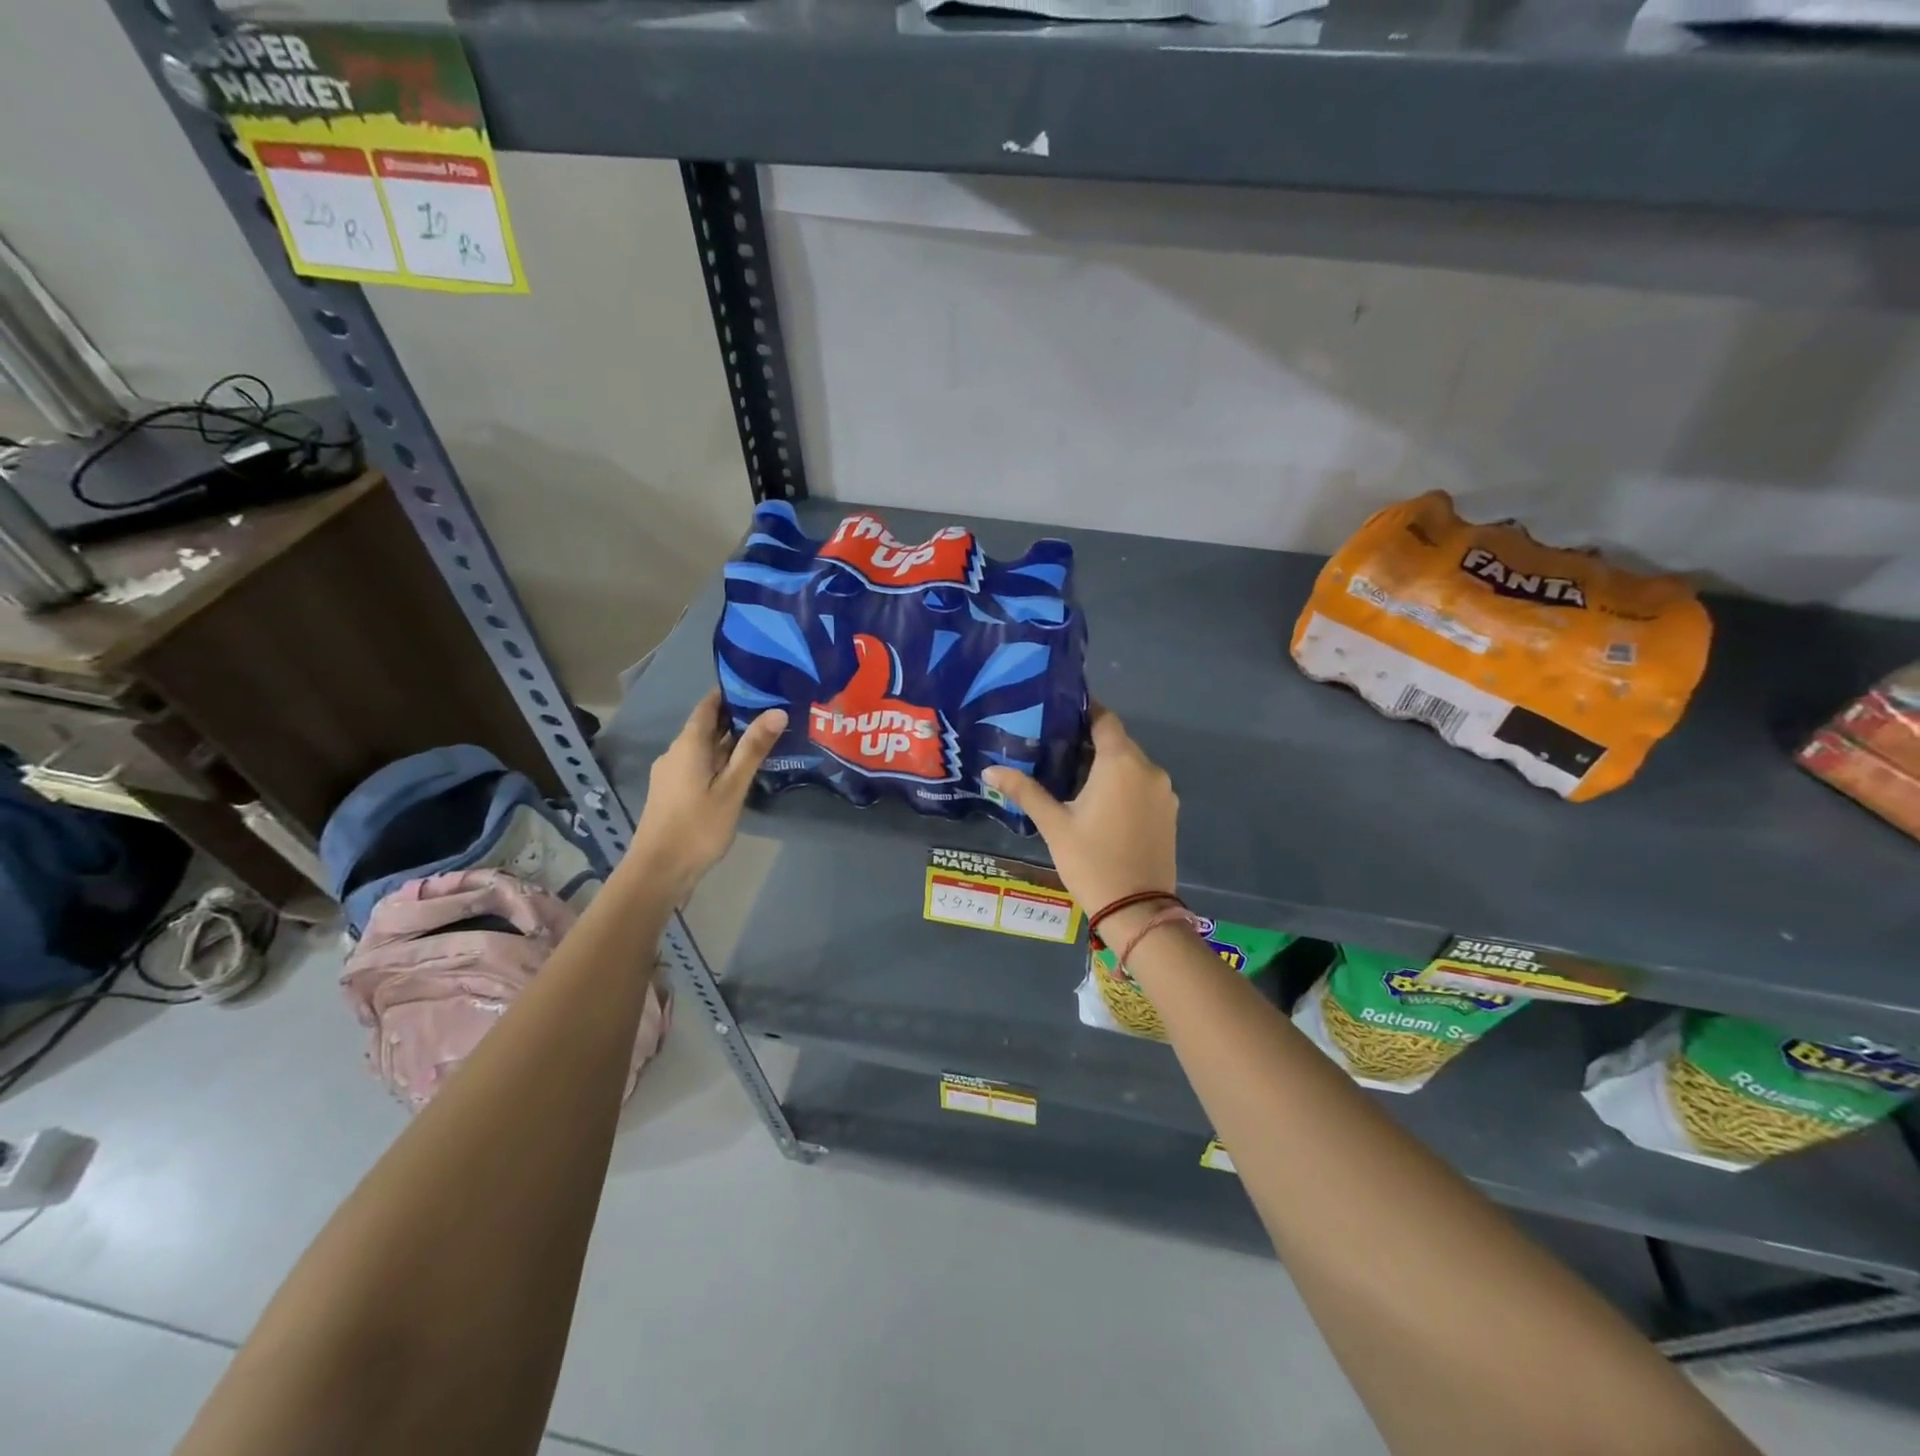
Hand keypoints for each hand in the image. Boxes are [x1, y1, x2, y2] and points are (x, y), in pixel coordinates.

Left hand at [627, 689, 786, 898]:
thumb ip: (753, 750)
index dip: (731, 693)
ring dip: (730, 742)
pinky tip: (741, 771)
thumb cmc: (697, 827)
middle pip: (707, 726)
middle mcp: (676, 752)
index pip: (708, 705)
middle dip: (737, 718)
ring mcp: (671, 774)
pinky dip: (720, 761)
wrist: (658, 872)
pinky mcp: (673, 792)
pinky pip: (699, 766)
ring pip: (704, 748)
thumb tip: (777, 711)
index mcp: (688, 745)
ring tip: (764, 740)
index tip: (760, 685)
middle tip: (773, 712)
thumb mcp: (732, 788)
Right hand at [983, 704, 1177, 915]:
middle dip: (1090, 742)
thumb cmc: (1091, 861)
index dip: (1084, 712)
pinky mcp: (1169, 813)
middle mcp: (1149, 769)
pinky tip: (1099, 803)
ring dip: (1107, 766)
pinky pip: (1143, 786)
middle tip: (1055, 749)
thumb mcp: (1054, 824)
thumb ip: (1025, 791)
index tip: (1059, 714)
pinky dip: (1123, 785)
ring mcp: (1163, 792)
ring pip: (1132, 765)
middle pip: (1118, 742)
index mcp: (1121, 763)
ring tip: (1073, 777)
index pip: (1105, 720)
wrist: (1137, 910)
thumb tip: (990, 770)